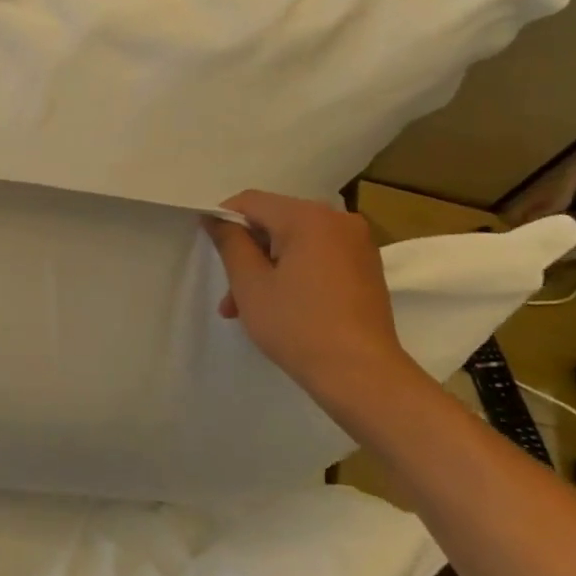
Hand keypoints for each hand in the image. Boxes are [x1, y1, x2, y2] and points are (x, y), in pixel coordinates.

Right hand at [202, 191, 415, 402]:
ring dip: (267, 268)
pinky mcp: (365, 267)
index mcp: (309, 217)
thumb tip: (216, 218)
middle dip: (247, 253)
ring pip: (295, 243)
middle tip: (229, 294)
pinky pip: (317, 257)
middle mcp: (338, 220)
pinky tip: (280, 306)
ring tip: (246, 309)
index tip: (210, 251)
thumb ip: (230, 243)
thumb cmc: (298, 325)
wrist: (360, 373)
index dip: (224, 220)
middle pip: (275, 222)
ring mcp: (357, 244)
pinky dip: (293, 273)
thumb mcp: (250, 284)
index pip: (252, 202)